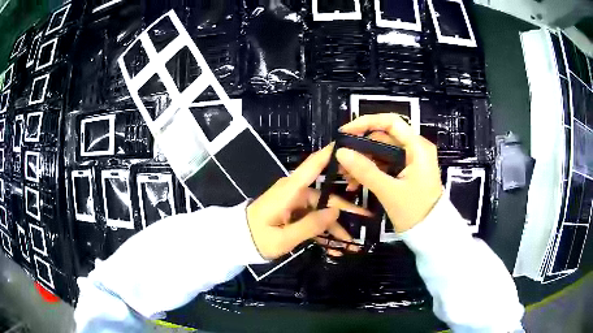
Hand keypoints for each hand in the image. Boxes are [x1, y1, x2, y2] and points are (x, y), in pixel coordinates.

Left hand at [247, 144, 370, 259]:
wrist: (236, 241)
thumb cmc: (256, 238)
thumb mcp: (283, 238)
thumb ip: (310, 225)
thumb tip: (335, 211)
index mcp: (290, 190)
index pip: (313, 165)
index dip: (332, 153)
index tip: (352, 146)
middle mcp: (294, 192)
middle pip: (326, 196)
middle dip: (345, 210)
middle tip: (366, 218)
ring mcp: (294, 203)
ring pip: (321, 211)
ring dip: (335, 227)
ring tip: (350, 243)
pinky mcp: (292, 212)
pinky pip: (312, 219)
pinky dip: (322, 231)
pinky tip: (334, 247)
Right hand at [336, 114, 442, 232]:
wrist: (431, 232)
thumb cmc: (415, 211)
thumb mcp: (388, 191)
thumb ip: (365, 170)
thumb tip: (340, 152)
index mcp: (418, 147)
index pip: (391, 122)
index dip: (366, 122)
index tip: (345, 133)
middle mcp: (416, 148)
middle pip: (384, 138)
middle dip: (361, 148)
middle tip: (341, 161)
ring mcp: (412, 160)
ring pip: (383, 152)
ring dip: (364, 162)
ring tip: (347, 177)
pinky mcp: (408, 171)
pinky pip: (386, 164)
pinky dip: (372, 171)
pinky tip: (357, 183)